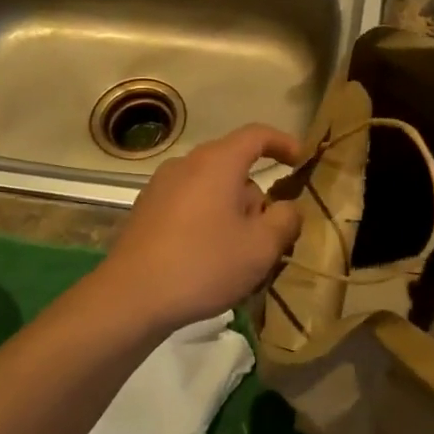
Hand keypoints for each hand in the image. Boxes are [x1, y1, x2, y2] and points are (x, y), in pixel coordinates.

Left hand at [99, 124, 304, 332]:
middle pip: (233, 167)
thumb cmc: (204, 264)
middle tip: (270, 234)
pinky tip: (208, 259)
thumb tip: (288, 208)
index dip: (283, 143)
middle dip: (257, 196)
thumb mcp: (261, 247)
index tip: (301, 160)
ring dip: (231, 212)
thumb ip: (285, 220)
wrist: (131, 297)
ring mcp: (160, 187)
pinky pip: (189, 205)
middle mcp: (186, 165)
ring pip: (211, 189)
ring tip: (239, 255)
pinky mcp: (146, 212)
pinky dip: (207, 221)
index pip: (257, 135)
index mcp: (217, 162)